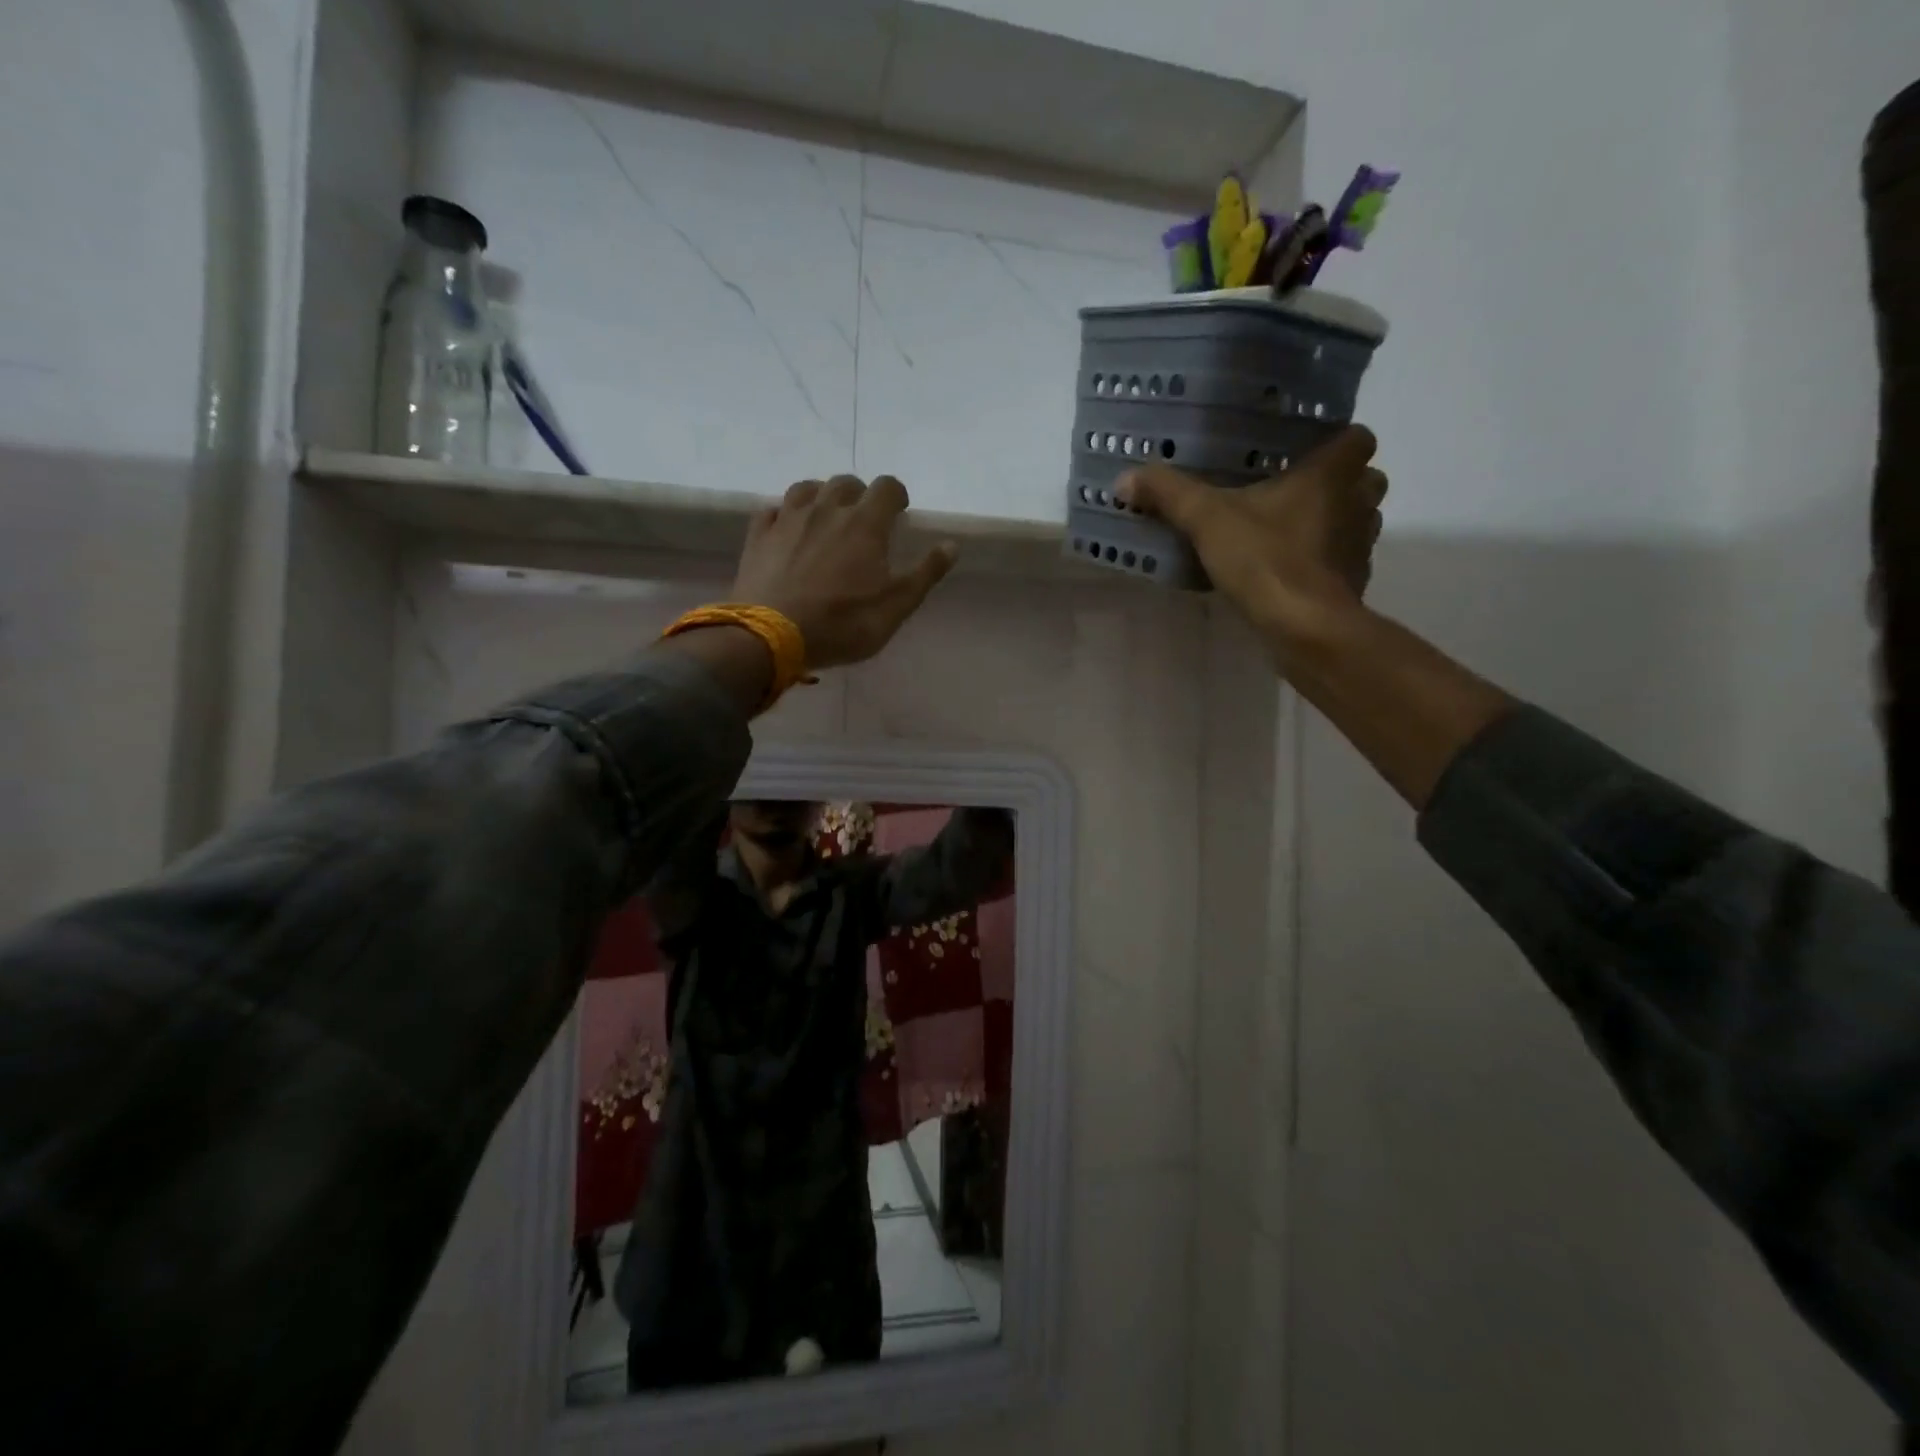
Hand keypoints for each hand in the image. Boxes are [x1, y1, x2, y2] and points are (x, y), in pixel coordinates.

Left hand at [730, 474, 956, 669]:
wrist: (772, 636)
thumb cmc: (842, 623)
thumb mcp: (896, 607)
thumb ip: (925, 574)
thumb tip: (951, 545)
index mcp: (865, 523)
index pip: (887, 487)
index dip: (897, 495)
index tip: (900, 511)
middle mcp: (827, 509)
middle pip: (846, 483)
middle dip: (860, 494)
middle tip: (864, 518)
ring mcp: (788, 519)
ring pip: (807, 488)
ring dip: (822, 496)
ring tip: (826, 517)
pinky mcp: (759, 535)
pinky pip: (772, 510)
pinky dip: (785, 514)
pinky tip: (788, 530)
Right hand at [1119, 426, 1386, 652]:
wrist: (1304, 627)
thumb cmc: (1265, 559)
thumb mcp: (1207, 520)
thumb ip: (1170, 494)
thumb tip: (1125, 478)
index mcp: (1332, 474)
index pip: (1358, 437)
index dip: (1337, 441)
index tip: (1306, 451)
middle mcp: (1357, 503)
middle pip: (1365, 479)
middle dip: (1338, 483)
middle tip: (1294, 491)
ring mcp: (1360, 546)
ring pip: (1358, 520)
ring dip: (1333, 522)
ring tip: (1289, 531)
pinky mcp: (1353, 583)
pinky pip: (1344, 561)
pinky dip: (1325, 562)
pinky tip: (1290, 572)